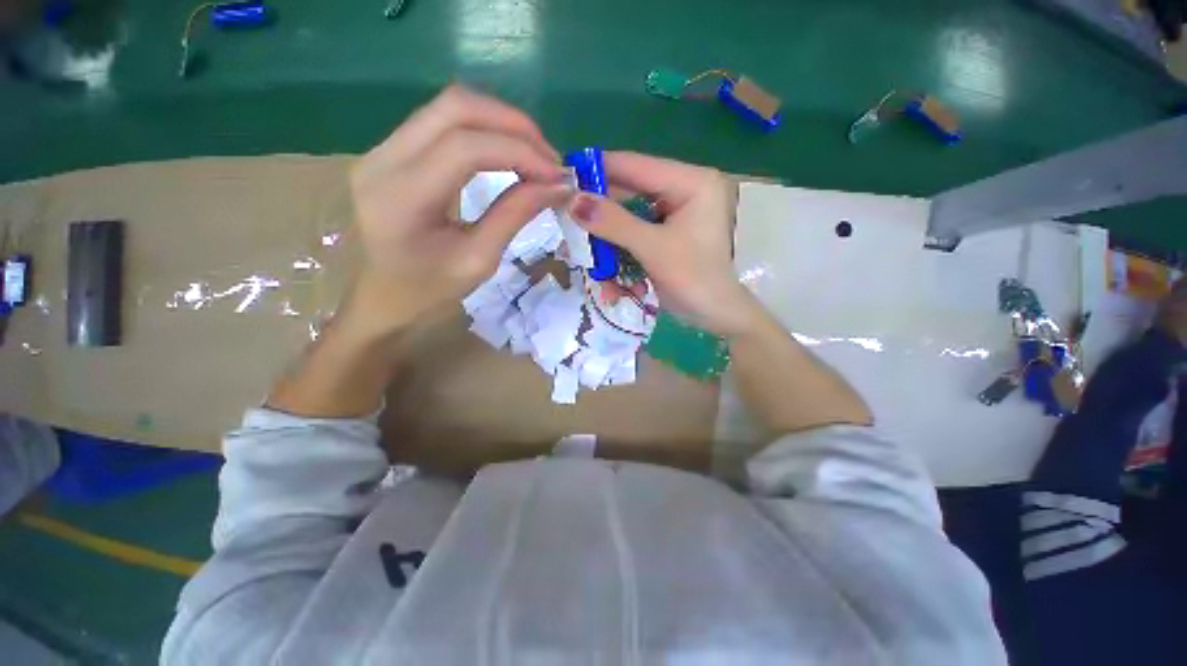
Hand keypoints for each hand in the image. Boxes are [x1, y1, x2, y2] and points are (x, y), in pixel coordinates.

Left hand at [346, 85, 569, 334]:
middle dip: (514, 125)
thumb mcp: (480, 260)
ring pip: (450, 107)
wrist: (384, 298)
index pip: (465, 147)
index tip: (558, 175)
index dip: (519, 152)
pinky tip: (508, 153)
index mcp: (401, 197)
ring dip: (501, 123)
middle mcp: (382, 158)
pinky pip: (443, 122)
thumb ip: (515, 215)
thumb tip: (558, 186)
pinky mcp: (392, 150)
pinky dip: (484, 130)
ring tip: (535, 156)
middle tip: (550, 159)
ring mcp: (382, 148)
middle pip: (455, 107)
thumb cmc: (430, 292)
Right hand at [565, 152, 761, 335]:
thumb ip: (613, 223)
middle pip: (629, 193)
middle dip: (601, 217)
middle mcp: (683, 190)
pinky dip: (621, 255)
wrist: (716, 317)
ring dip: (608, 244)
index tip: (563, 178)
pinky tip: (613, 280)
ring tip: (593, 263)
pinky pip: (635, 235)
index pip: (636, 165)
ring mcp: (675, 214)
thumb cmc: (694, 280)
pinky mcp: (667, 234)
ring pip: (628, 218)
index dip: (598, 171)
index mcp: (691, 181)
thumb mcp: (653, 249)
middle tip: (570, 226)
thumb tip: (571, 201)